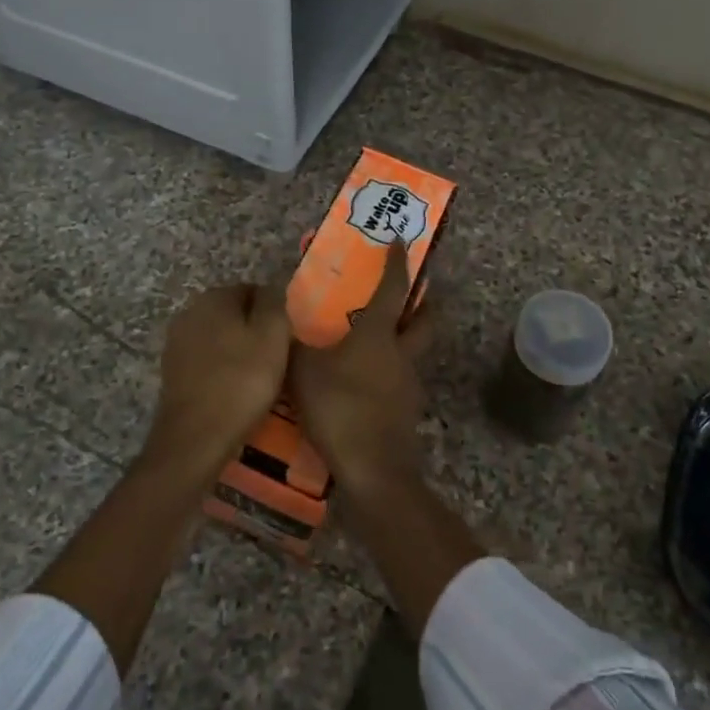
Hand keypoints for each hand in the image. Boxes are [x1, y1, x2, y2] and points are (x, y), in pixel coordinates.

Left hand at [145, 283, 290, 483]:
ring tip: (260, 377)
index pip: (253, 290)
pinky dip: (223, 370)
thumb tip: (273, 291)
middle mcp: (189, 311)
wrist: (195, 439)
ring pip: (220, 338)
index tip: (287, 338)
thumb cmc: (240, 382)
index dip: (274, 313)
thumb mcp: (273, 336)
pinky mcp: (173, 371)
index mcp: (213, 297)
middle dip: (255, 331)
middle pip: (235, 313)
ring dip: (239, 351)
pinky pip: (207, 361)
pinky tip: (236, 390)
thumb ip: (275, 304)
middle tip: (278, 358)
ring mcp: (177, 342)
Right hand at [288, 238, 432, 491]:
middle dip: (422, 302)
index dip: (397, 263)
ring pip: (413, 351)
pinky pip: (399, 380)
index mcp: (379, 334)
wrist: (373, 469)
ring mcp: (409, 383)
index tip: (401, 241)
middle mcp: (402, 353)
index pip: (394, 288)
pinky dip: (387, 373)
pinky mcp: (407, 411)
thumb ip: (294, 343)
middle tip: (408, 294)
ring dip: (401, 340)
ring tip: (369, 344)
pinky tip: (363, 384)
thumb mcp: (303, 370)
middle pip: (425, 319)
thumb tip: (284, 319)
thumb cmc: (339, 407)